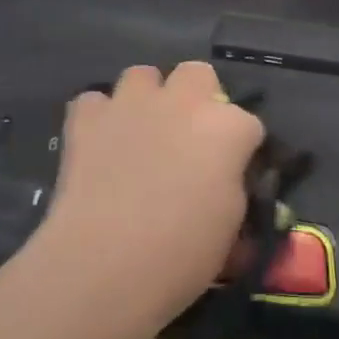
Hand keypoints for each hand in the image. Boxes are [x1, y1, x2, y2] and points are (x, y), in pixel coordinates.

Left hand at [34, 62, 262, 334]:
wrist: (104, 264)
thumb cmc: (181, 254)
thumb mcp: (230, 226)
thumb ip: (233, 187)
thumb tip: (226, 182)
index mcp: (227, 129)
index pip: (249, 124)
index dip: (241, 149)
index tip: (233, 173)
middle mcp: (184, 102)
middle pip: (198, 74)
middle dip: (197, 97)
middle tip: (188, 136)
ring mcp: (133, 103)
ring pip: (142, 75)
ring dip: (146, 98)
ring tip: (140, 132)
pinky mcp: (89, 117)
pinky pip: (94, 101)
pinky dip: (98, 118)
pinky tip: (99, 143)